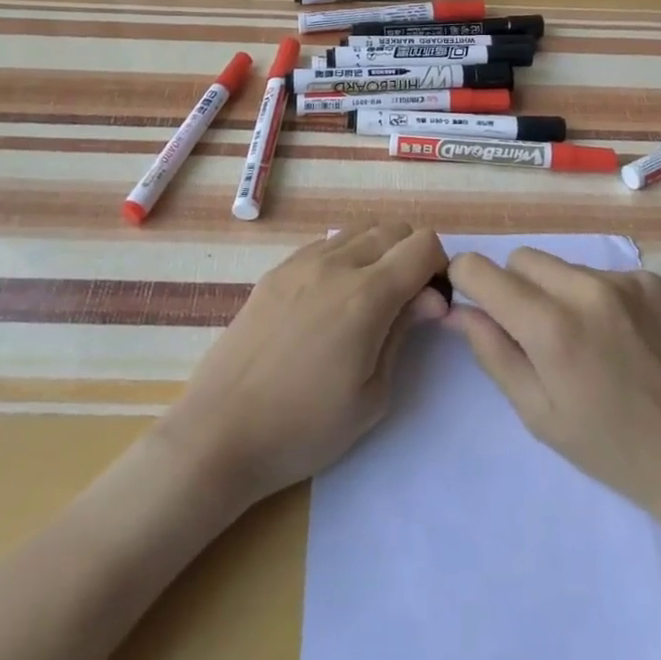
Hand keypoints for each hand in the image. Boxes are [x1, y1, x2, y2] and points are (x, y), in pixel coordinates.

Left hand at [161, 223, 448, 507]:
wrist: (221, 431)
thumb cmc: (304, 427)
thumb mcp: (372, 396)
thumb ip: (404, 333)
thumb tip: (431, 298)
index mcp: (367, 294)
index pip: (423, 244)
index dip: (439, 267)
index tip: (433, 302)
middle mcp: (336, 263)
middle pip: (394, 229)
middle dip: (412, 256)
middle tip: (407, 302)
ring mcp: (302, 262)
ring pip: (359, 230)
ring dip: (378, 251)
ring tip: (369, 298)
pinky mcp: (277, 270)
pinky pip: (325, 243)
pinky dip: (345, 255)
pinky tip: (332, 298)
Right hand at [446, 248, 660, 526]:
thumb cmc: (613, 449)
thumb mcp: (539, 414)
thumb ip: (492, 352)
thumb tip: (458, 310)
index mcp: (551, 326)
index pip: (480, 269)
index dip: (467, 281)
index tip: (474, 304)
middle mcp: (586, 289)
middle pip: (522, 259)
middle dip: (516, 288)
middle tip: (537, 336)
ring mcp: (627, 281)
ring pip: (565, 267)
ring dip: (560, 293)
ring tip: (590, 342)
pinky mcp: (657, 282)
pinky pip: (607, 275)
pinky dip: (601, 299)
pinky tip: (626, 340)